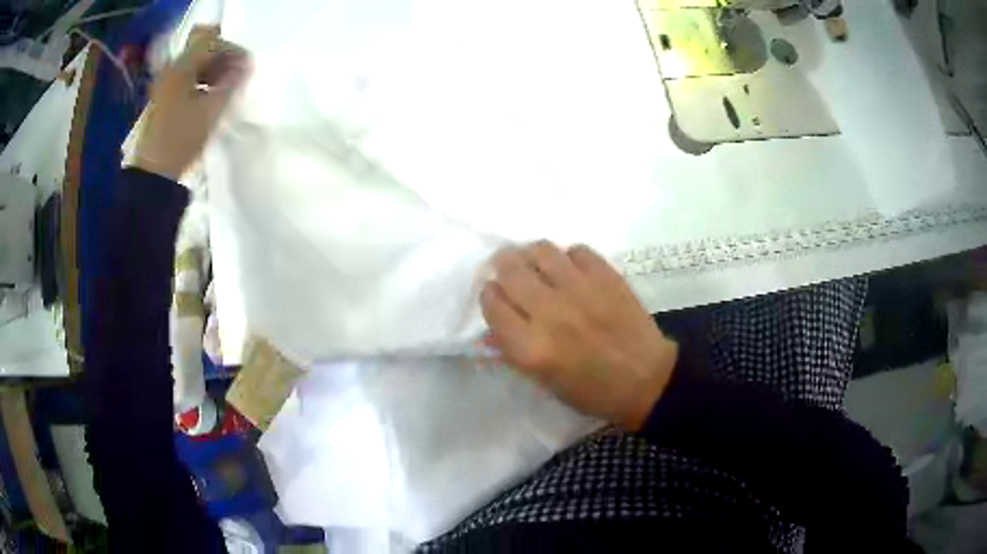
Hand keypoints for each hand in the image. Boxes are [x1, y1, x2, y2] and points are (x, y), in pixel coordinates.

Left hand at [131, 26, 249, 180]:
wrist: (153, 174)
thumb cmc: (181, 139)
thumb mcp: (211, 110)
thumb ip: (232, 83)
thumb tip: (246, 64)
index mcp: (181, 67)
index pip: (212, 42)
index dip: (233, 50)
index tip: (247, 66)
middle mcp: (171, 69)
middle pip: (201, 49)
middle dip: (223, 57)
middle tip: (238, 75)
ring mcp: (165, 83)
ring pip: (195, 63)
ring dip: (213, 70)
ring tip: (226, 87)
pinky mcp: (164, 98)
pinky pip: (187, 78)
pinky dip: (202, 81)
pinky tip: (210, 96)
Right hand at [481, 242, 678, 430]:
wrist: (646, 380)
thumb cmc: (592, 391)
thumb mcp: (544, 381)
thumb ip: (514, 350)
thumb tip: (495, 323)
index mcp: (530, 347)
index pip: (492, 303)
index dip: (489, 295)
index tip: (495, 294)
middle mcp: (549, 312)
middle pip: (510, 269)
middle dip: (503, 265)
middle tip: (509, 269)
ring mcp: (580, 289)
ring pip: (541, 250)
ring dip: (532, 255)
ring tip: (539, 265)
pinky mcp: (606, 276)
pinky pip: (577, 250)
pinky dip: (569, 257)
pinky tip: (573, 270)